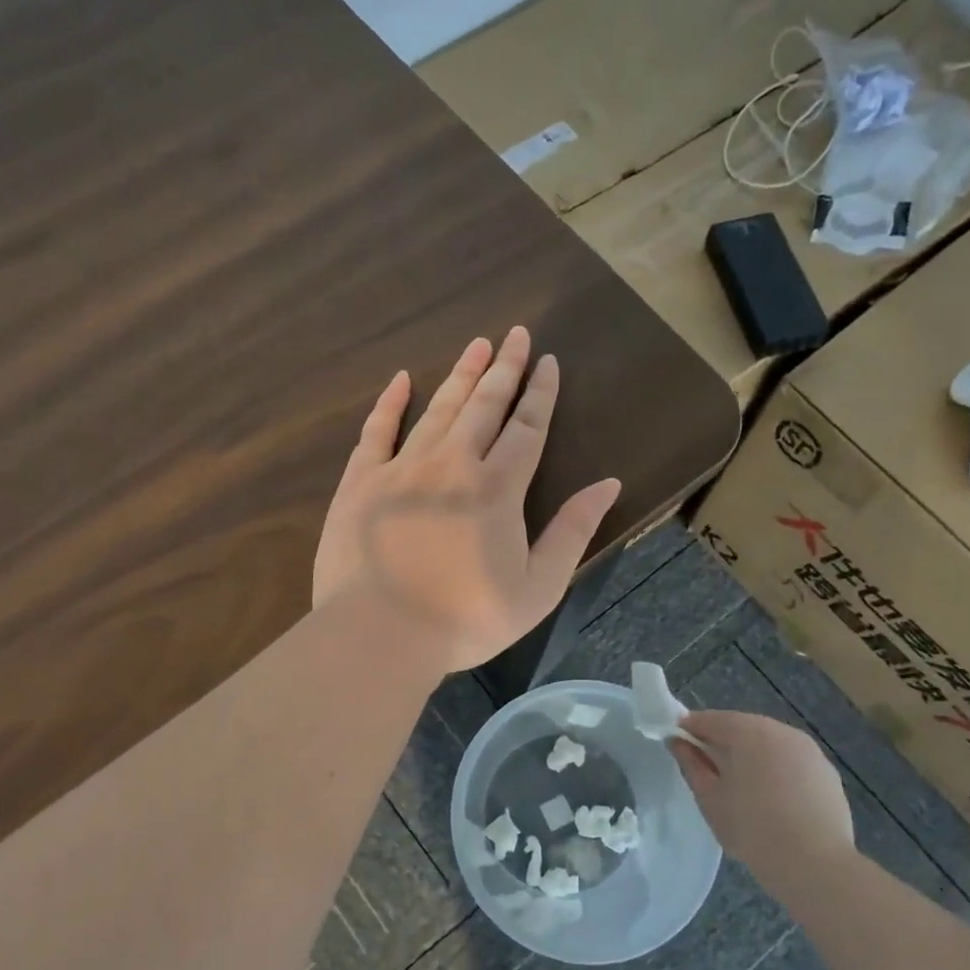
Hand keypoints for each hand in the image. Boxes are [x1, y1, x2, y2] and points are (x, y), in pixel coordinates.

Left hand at [313, 327, 621, 673]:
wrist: (379, 634)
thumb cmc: (465, 620)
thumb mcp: (538, 588)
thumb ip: (573, 532)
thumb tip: (608, 484)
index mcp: (497, 489)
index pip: (527, 428)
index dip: (540, 394)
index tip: (548, 361)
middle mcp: (453, 464)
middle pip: (484, 406)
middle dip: (504, 369)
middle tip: (516, 334)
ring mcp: (402, 468)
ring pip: (438, 409)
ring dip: (461, 375)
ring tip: (478, 345)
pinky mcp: (361, 482)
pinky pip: (377, 431)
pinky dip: (390, 403)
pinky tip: (402, 380)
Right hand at [669, 711, 854, 868]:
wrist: (816, 865)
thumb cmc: (753, 830)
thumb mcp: (710, 798)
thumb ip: (691, 764)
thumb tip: (677, 742)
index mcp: (747, 731)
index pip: (709, 719)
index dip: (689, 730)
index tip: (678, 747)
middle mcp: (780, 730)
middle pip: (741, 727)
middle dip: (722, 742)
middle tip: (708, 771)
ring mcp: (808, 749)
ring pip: (768, 742)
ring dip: (751, 755)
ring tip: (741, 787)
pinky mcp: (826, 771)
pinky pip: (791, 760)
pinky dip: (776, 769)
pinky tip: (773, 799)